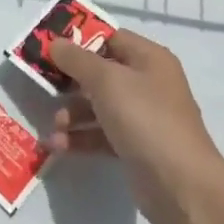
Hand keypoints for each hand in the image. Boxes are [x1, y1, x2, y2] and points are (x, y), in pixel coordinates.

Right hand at [45, 31, 223, 223]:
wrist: (182, 186)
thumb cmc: (145, 119)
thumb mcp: (107, 81)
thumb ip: (77, 59)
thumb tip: (55, 42)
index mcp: (148, 59)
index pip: (109, 38)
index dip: (79, 40)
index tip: (48, 47)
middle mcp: (147, 83)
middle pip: (100, 72)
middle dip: (70, 80)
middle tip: (41, 85)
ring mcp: (142, 117)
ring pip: (97, 105)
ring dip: (72, 113)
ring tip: (55, 126)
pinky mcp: (134, 146)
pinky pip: (100, 134)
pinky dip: (80, 138)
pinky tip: (58, 146)